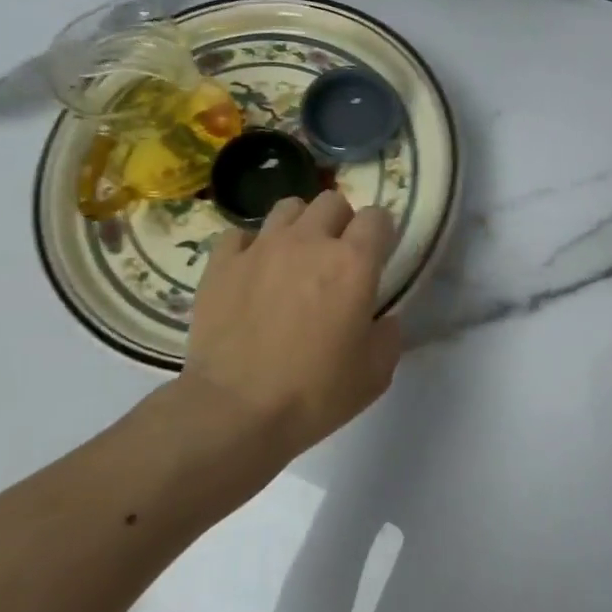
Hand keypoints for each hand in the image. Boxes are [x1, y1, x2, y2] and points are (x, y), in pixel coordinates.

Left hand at [184, 191, 403, 459]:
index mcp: (353, 263)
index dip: (381, 233)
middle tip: (336, 256)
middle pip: (332, 201)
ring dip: (299, 225)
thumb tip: (383, 319)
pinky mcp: (222, 263)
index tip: (378, 256)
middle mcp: (309, 241)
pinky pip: (240, 235)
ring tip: (295, 256)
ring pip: (287, 207)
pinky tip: (252, 272)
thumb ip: (389, 335)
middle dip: (341, 221)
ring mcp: (261, 247)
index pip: (377, 217)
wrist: (234, 411)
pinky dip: (251, 247)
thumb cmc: (314, 394)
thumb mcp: (375, 374)